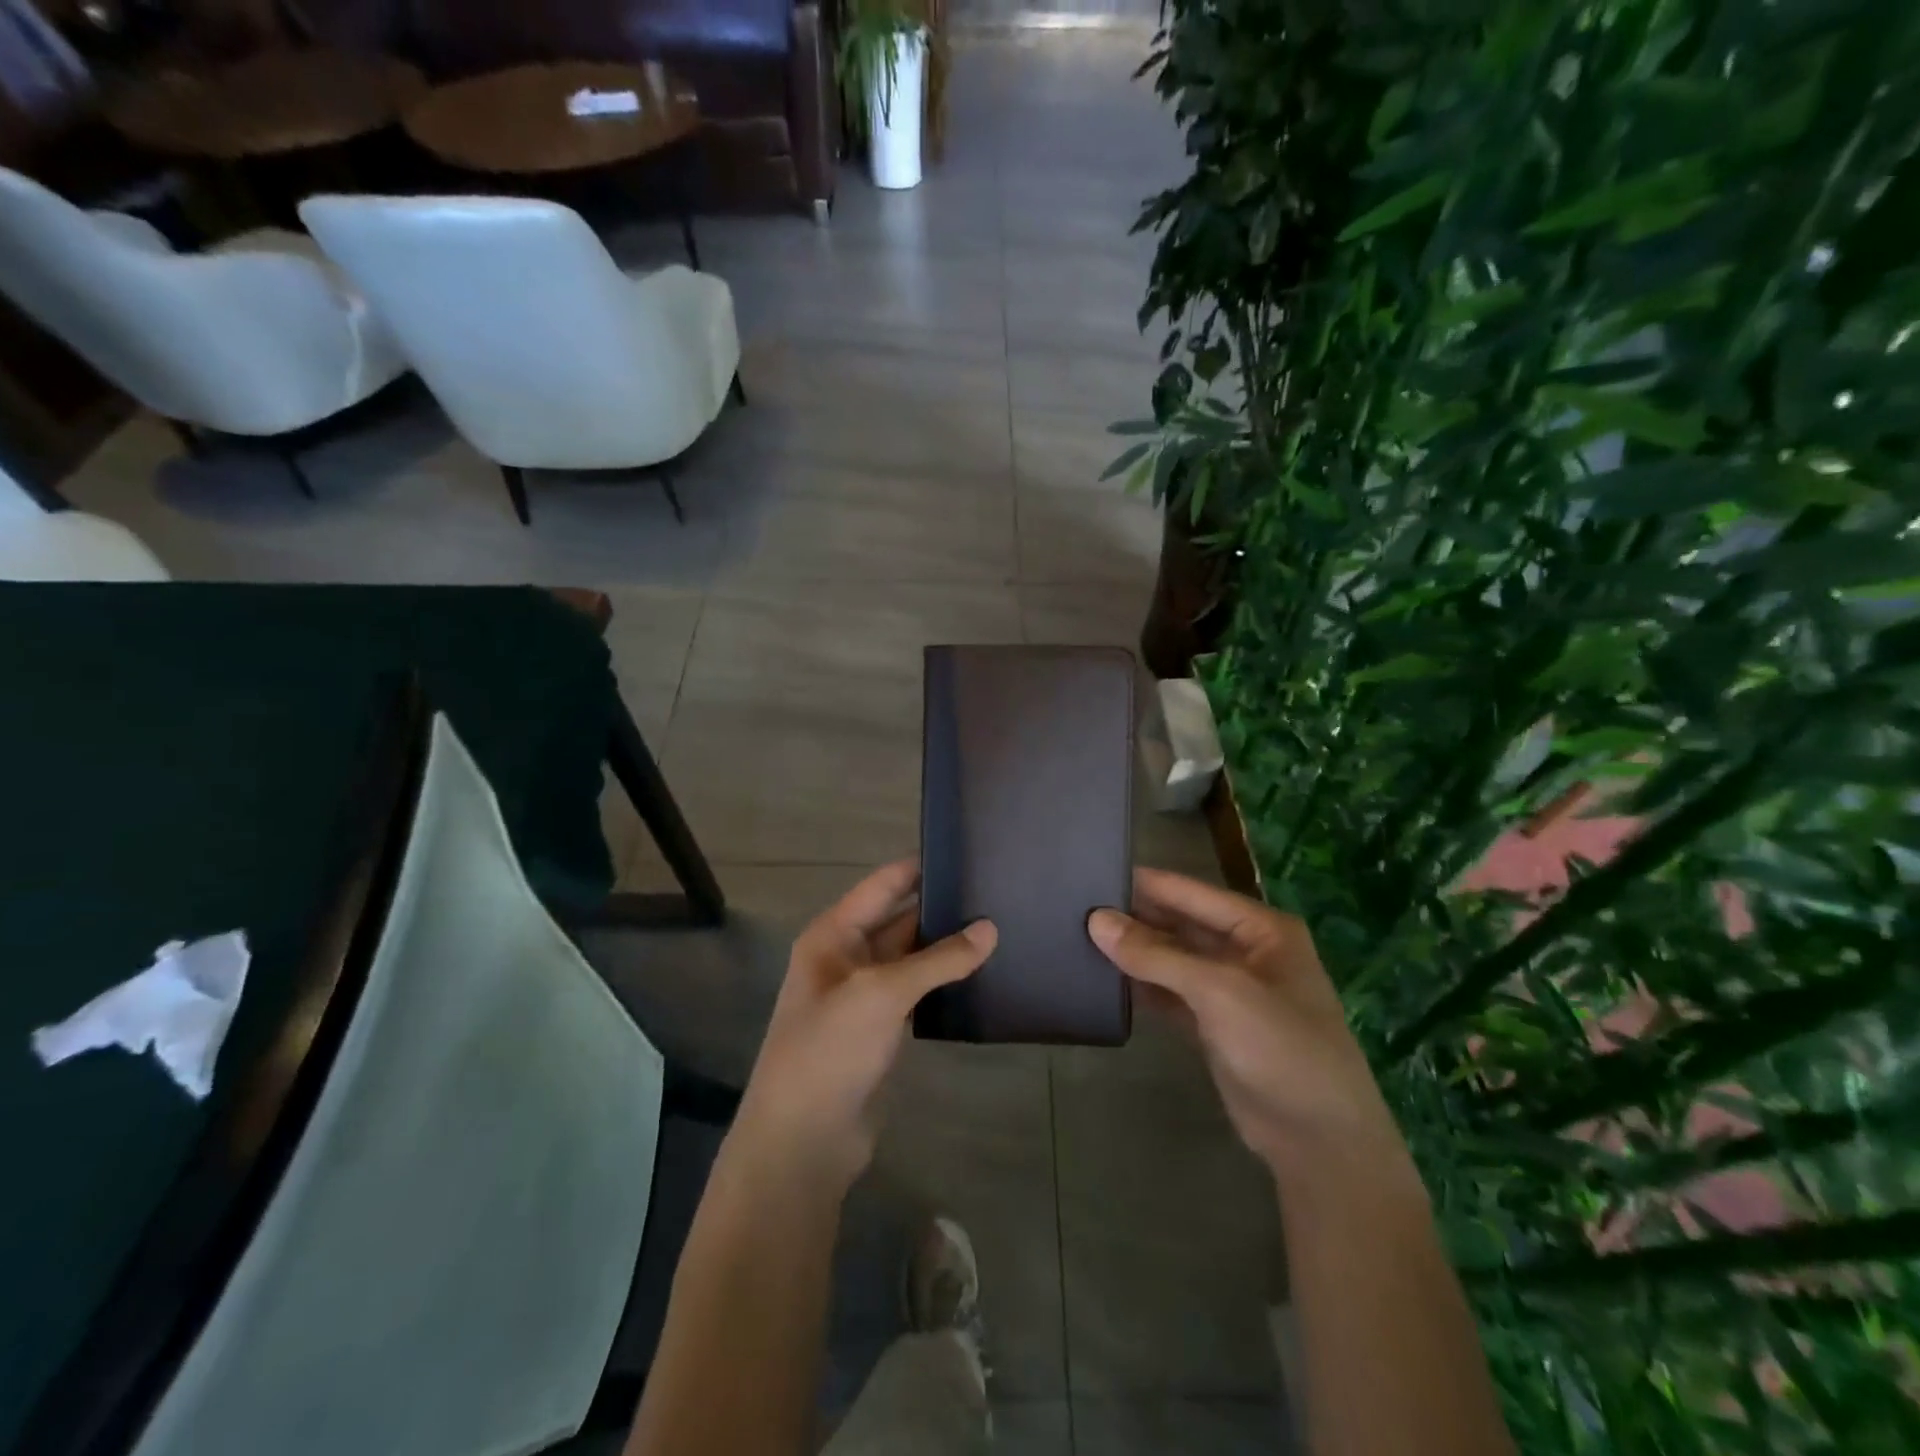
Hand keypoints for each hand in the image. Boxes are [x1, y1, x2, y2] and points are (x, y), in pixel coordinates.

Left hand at [731, 859, 996, 1195]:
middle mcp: (845, 957)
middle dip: (939, 908)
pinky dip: (942, 982)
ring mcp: (862, 995)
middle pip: (898, 919)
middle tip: (995, 893)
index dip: (919, 868)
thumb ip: (938, 959)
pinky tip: (979, 976)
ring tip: (998, 928)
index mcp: (833, 935)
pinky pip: (915, 992)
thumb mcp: (882, 994)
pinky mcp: (878, 1030)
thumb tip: (990, 928)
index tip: (965, 851)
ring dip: (944, 947)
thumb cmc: (831, 1049)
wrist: (802, 1140)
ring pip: (910, 958)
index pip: (882, 886)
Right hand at [1089, 869, 1414, 1193]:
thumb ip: (1156, 954)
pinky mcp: (1215, 1025)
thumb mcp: (1219, 991)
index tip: (1090, 871)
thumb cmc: (1280, 1047)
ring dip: (1135, 953)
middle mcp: (1246, 951)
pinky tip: (1106, 979)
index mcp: (1260, 928)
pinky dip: (1143, 986)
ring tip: (1080, 937)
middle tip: (1075, 908)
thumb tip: (1096, 920)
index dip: (1144, 883)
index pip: (1191, 892)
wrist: (1320, 1141)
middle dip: (1135, 917)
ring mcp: (1230, 990)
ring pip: (1173, 959)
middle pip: (1180, 923)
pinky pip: (1172, 993)